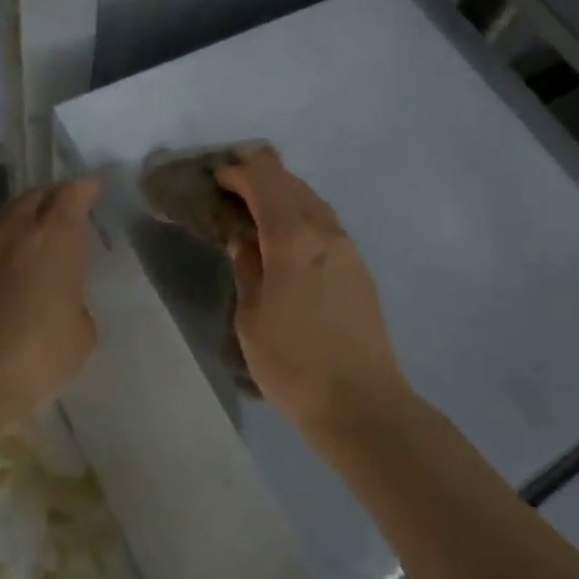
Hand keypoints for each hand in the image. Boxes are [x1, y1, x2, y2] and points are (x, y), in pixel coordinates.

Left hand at [0, 177, 101, 430]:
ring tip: (29, 234)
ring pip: (2, 218)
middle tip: (62, 207)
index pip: (73, 193)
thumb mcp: (81, 333)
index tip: (93, 186)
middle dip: (50, 196)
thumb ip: (76, 305)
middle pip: (33, 196)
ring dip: (19, 220)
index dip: (85, 187)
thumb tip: (63, 305)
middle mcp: (15, 231)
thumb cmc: (39, 351)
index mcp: (55, 237)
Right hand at [214, 147, 410, 439]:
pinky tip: (288, 231)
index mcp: (294, 238)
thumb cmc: (294, 363)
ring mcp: (348, 249)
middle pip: (292, 185)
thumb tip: (244, 242)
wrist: (362, 404)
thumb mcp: (252, 318)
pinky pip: (325, 223)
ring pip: (313, 201)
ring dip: (284, 192)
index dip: (238, 173)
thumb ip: (247, 269)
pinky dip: (301, 213)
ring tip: (257, 200)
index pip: (264, 185)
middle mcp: (325, 232)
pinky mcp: (359, 269)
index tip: (217, 175)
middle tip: (233, 178)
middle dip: (261, 174)